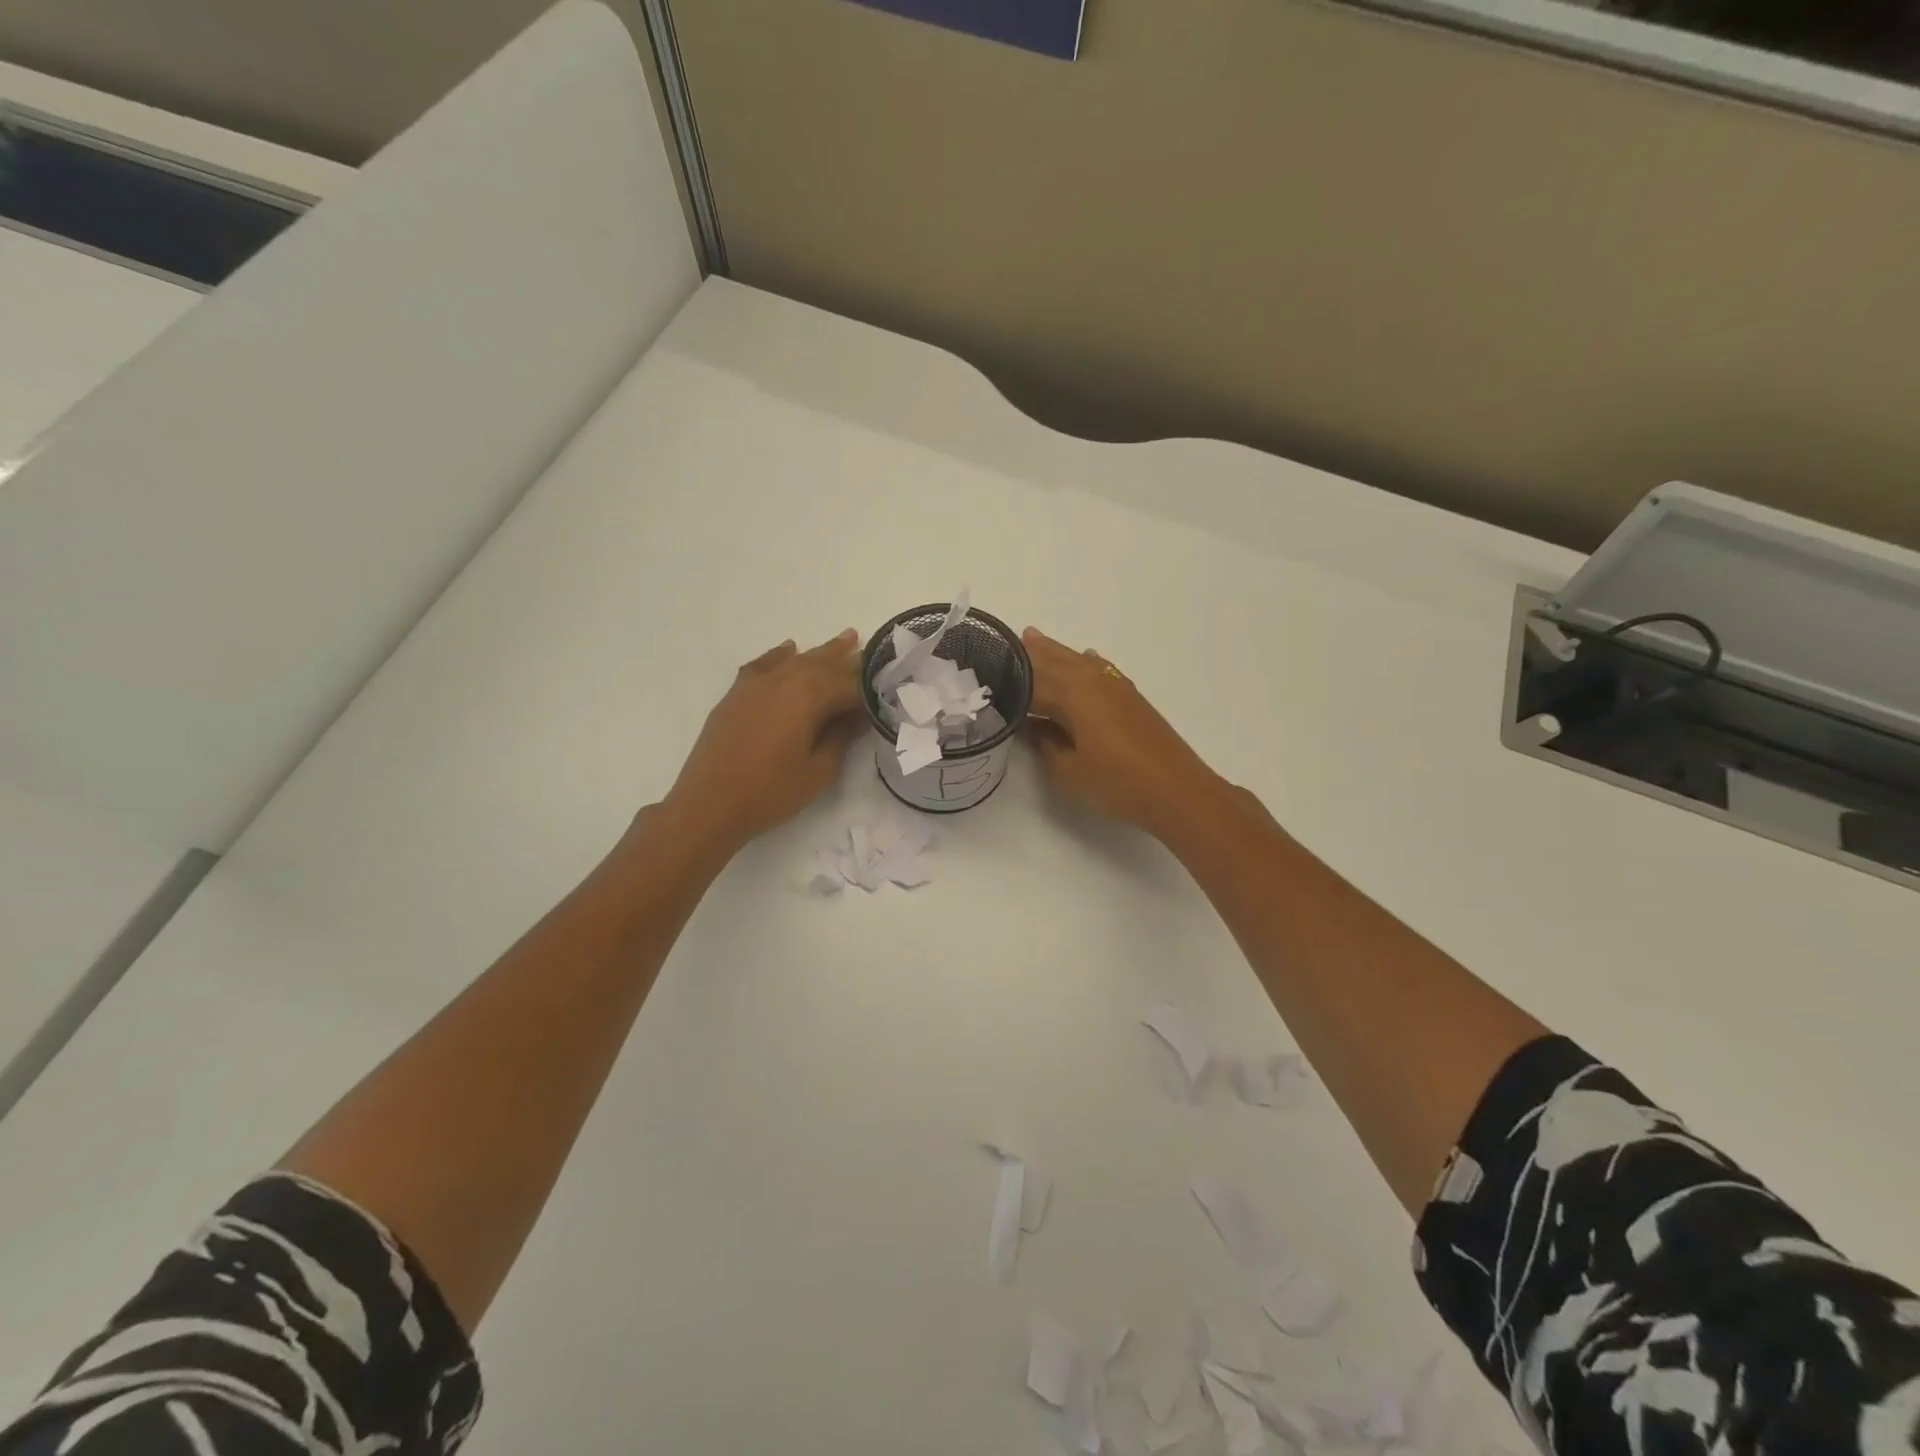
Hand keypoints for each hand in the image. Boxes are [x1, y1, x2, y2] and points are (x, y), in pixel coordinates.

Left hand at [662, 630, 864, 853]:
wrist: (708, 804)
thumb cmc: (771, 791)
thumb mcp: (819, 770)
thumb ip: (842, 737)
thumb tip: (857, 717)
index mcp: (810, 695)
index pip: (852, 684)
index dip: (872, 688)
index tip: (890, 689)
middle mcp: (786, 678)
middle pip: (826, 663)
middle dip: (852, 660)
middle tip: (875, 654)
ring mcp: (758, 682)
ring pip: (798, 659)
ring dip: (823, 652)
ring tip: (847, 639)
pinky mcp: (738, 693)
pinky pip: (765, 664)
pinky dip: (780, 655)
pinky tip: (789, 650)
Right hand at [1020, 627, 1228, 840]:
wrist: (1177, 790)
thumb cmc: (1118, 783)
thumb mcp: (1069, 771)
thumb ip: (1045, 744)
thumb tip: (1033, 727)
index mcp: (1072, 694)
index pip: (1029, 682)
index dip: (1006, 681)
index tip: (983, 676)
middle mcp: (1091, 680)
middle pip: (1052, 662)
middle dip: (1026, 655)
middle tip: (999, 645)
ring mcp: (1114, 686)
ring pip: (1076, 660)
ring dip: (1053, 652)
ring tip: (1030, 637)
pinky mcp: (1130, 697)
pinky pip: (1099, 668)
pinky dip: (1085, 662)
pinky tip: (1084, 657)